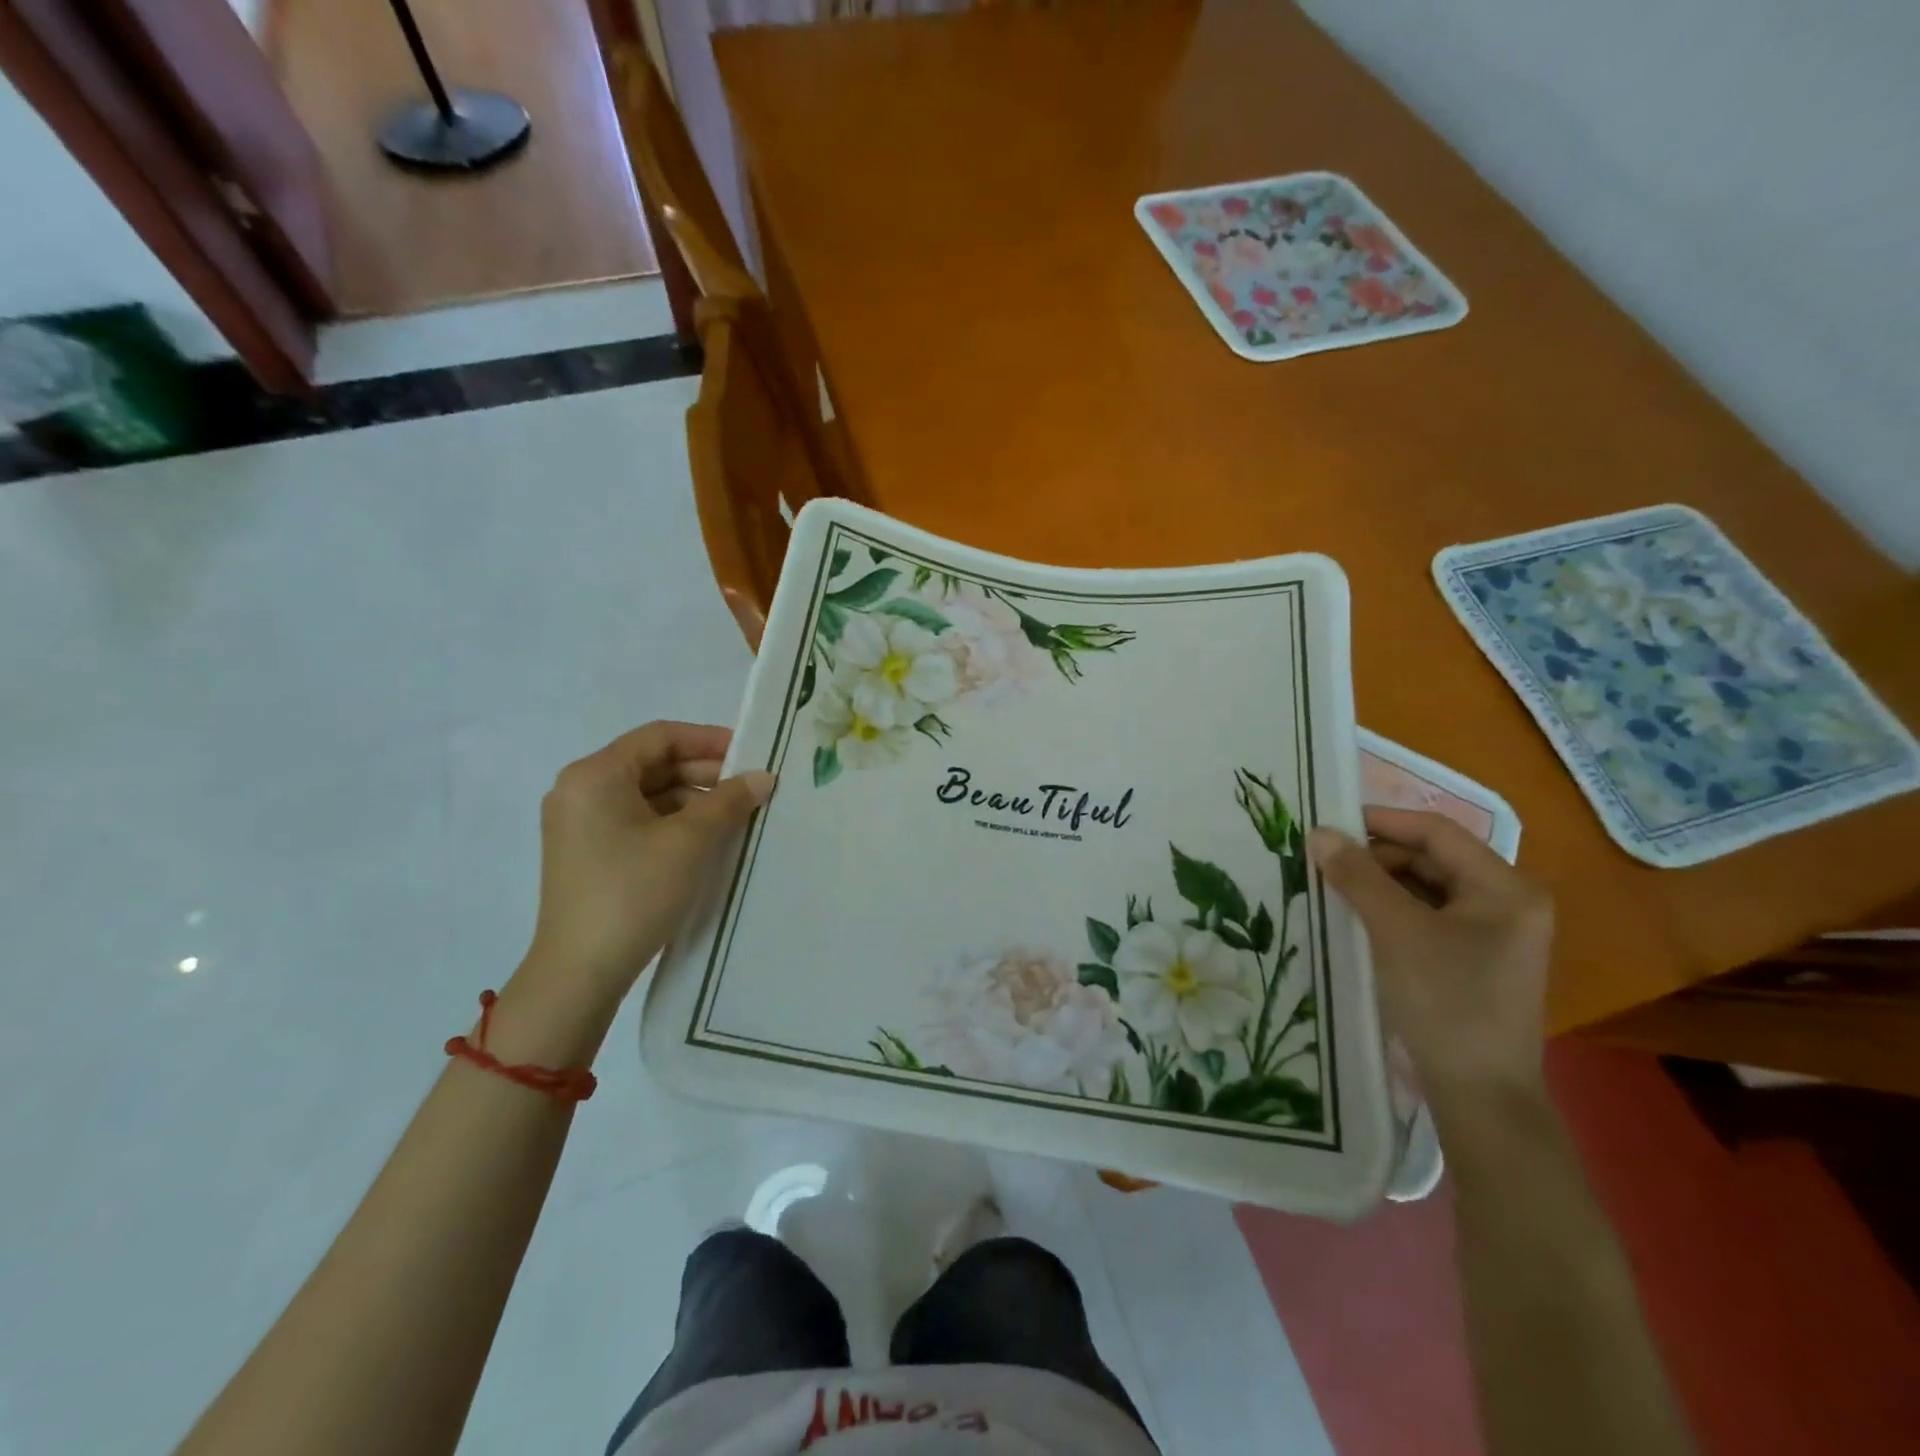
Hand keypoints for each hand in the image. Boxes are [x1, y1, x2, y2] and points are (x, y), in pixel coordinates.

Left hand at [521, 722, 773, 1000]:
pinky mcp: (589, 852)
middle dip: (704, 772)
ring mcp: (581, 823)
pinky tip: (708, 838)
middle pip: (653, 764)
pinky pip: (638, 820)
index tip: (750, 754)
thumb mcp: (690, 841)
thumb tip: (762, 777)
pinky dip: (674, 822)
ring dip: (693, 799)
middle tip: (750, 788)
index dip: (708, 740)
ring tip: (737, 815)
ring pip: (648, 794)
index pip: (659, 737)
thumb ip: (729, 801)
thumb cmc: (633, 892)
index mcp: (595, 775)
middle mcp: (581, 790)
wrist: (580, 972)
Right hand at [1308, 808, 1553, 1113]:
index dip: (1381, 820)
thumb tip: (1318, 833)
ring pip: (1422, 889)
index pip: (1437, 832)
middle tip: (1321, 859)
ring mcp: (1488, 934)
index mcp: (1505, 889)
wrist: (1478, 1096)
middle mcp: (1504, 903)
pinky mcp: (1468, 960)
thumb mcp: (1397, 931)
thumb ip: (1357, 876)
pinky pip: (1422, 918)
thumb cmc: (1446, 1002)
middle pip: (1430, 859)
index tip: (1328, 823)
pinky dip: (1386, 911)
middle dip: (1374, 856)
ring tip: (1328, 885)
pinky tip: (1350, 916)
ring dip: (1376, 883)